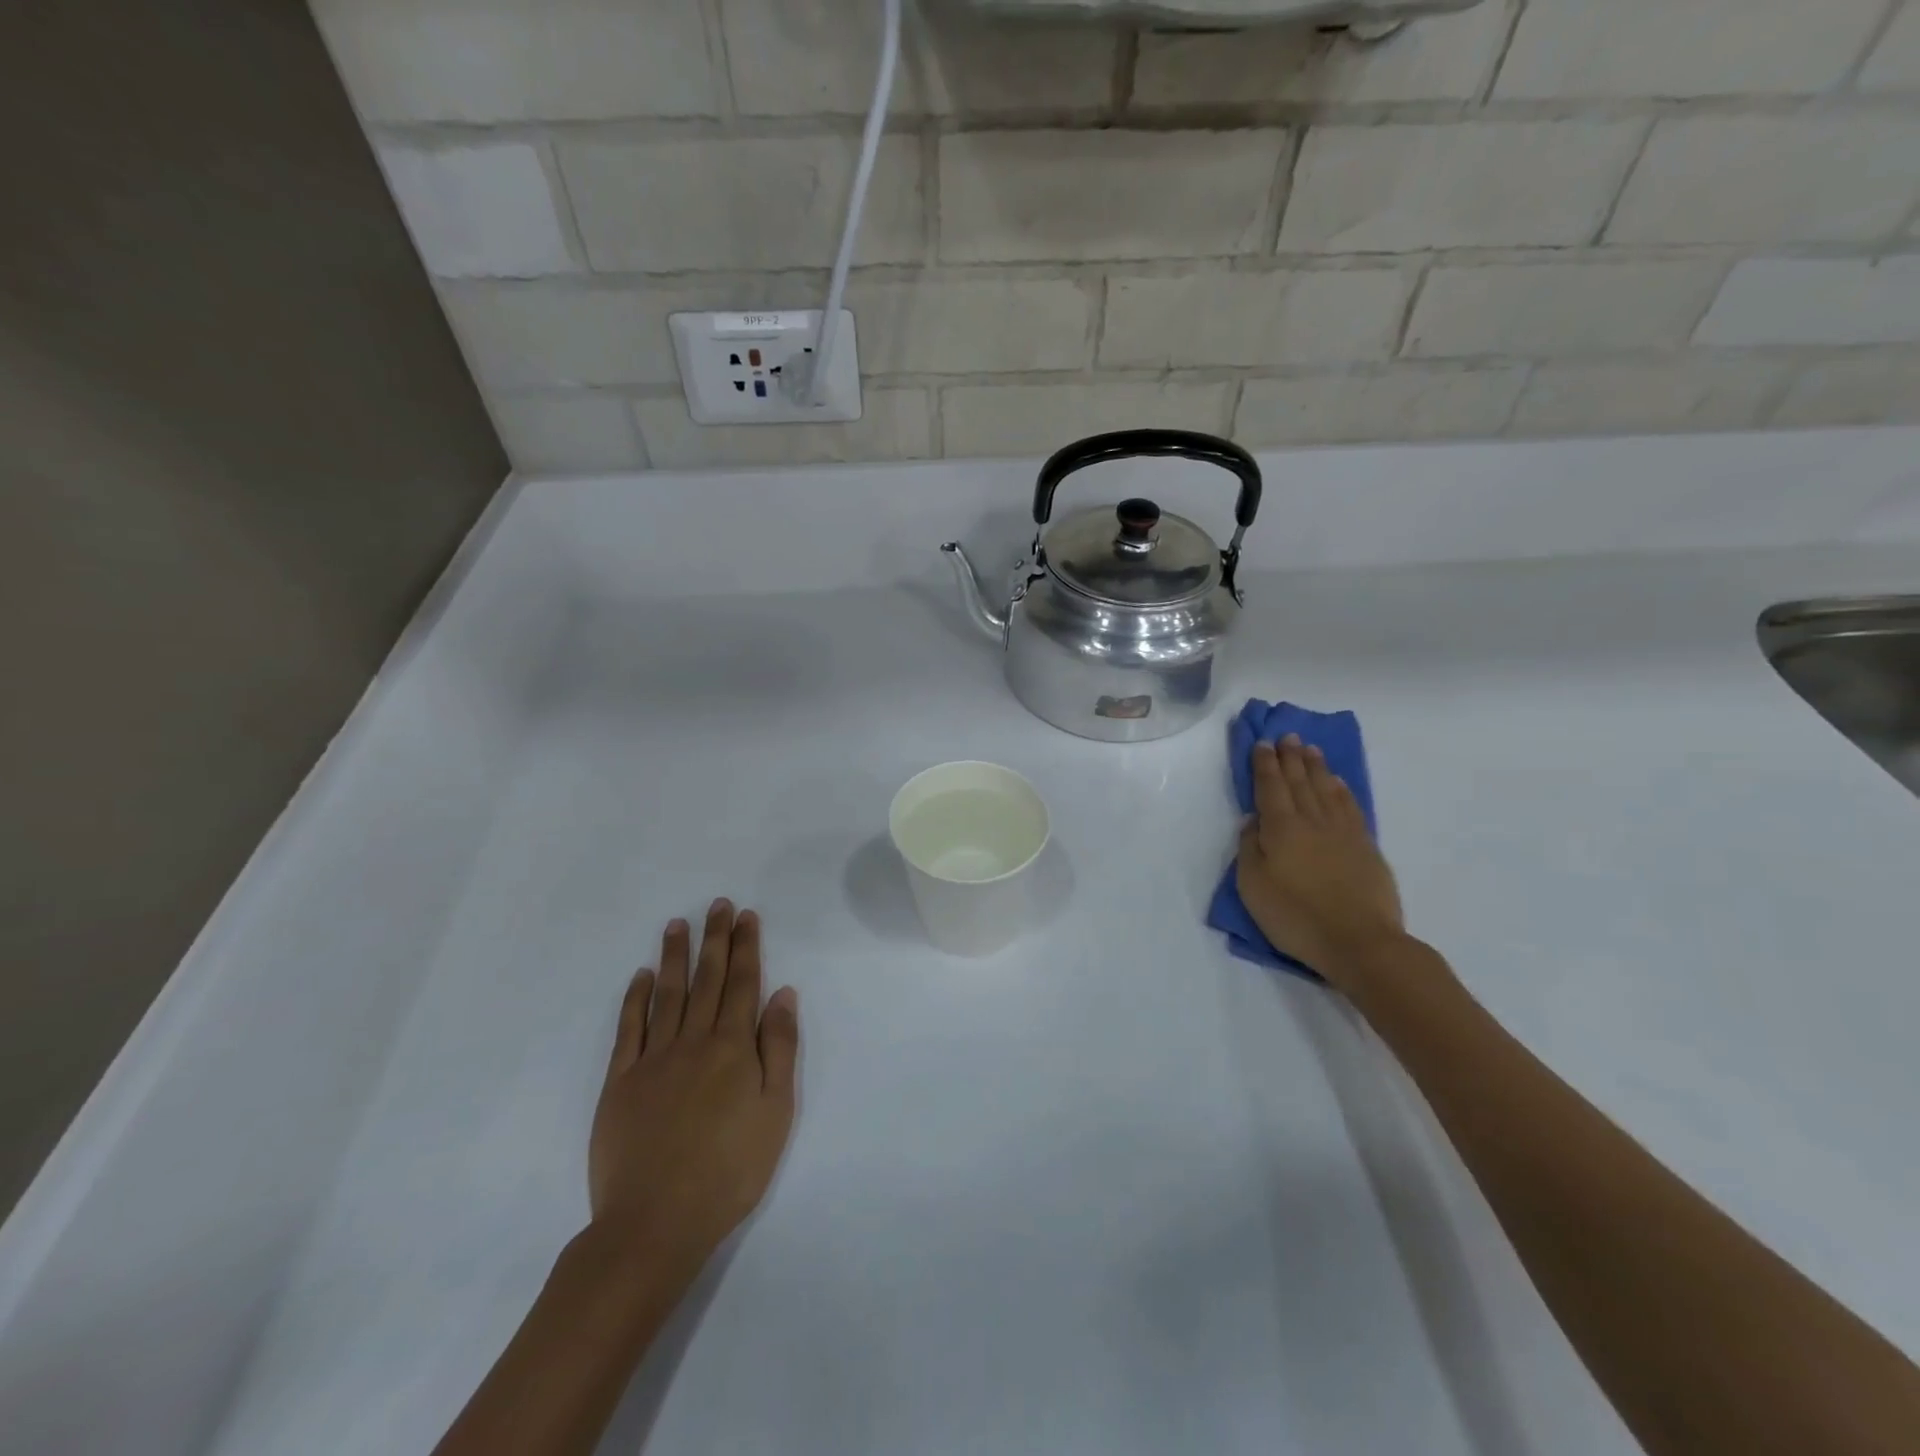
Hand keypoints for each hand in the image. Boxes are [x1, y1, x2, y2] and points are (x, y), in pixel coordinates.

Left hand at [587, 900, 798, 1277]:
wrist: (655, 1222)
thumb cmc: (730, 1170)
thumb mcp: (776, 1112)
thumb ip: (779, 1048)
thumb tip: (783, 994)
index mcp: (733, 1048)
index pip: (743, 984)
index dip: (746, 947)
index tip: (746, 916)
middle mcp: (693, 1041)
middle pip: (708, 980)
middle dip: (715, 939)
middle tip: (718, 905)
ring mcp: (653, 1059)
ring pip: (667, 994)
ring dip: (674, 957)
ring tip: (678, 924)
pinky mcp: (620, 1082)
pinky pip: (628, 1029)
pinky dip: (634, 999)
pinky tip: (640, 977)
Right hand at [1236, 736, 1405, 990]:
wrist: (1360, 942)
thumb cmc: (1296, 917)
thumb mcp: (1254, 887)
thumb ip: (1250, 849)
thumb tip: (1254, 821)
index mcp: (1281, 828)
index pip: (1270, 787)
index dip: (1264, 764)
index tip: (1262, 743)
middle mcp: (1312, 820)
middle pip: (1299, 781)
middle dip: (1290, 757)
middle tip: (1286, 735)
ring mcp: (1343, 832)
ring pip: (1326, 788)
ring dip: (1316, 766)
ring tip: (1309, 748)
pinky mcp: (1365, 846)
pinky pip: (1350, 806)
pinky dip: (1341, 789)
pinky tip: (1336, 782)